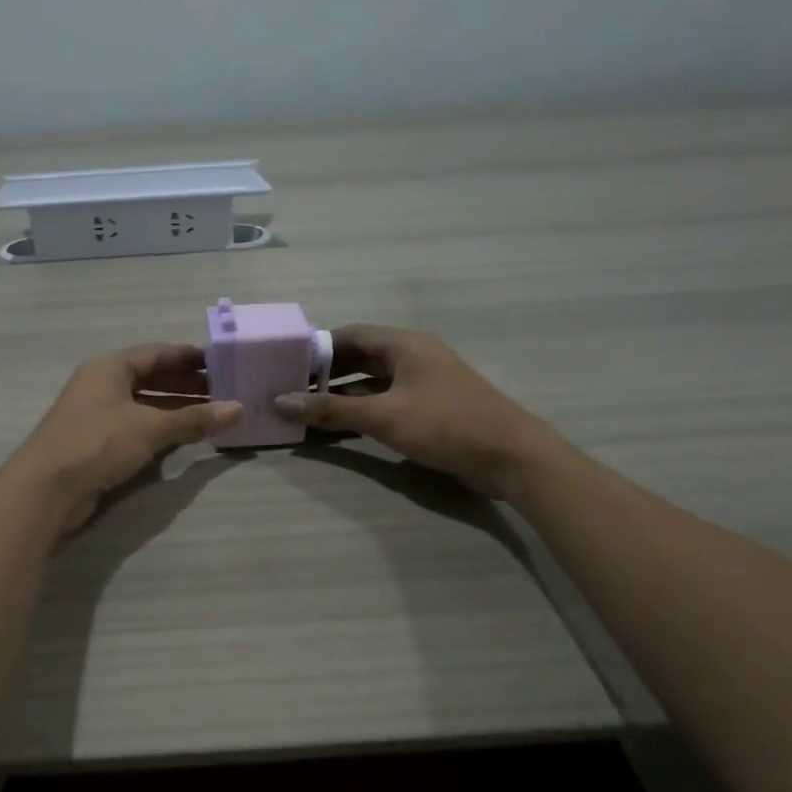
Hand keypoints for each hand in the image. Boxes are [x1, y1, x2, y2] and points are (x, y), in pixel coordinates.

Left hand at [6, 343, 242, 534]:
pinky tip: (183, 438)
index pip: (157, 353)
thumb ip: (194, 418)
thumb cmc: (98, 443)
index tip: (221, 363)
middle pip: (151, 378)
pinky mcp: (96, 443)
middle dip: (186, 384)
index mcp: (110, 368)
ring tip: (211, 415)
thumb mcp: (150, 427)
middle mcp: (101, 385)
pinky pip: (136, 427)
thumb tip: (237, 408)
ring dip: (175, 408)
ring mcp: (97, 415)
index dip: (189, 357)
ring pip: (144, 404)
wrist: (46, 489)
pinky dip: (160, 428)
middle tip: (223, 392)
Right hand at [272, 325, 565, 499]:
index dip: (317, 348)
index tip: (286, 365)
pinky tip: (341, 425)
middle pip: (360, 357)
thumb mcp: (383, 416)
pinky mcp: (431, 407)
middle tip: (291, 389)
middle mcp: (414, 355)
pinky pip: (387, 400)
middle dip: (326, 373)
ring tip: (307, 408)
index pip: (350, 335)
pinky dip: (363, 409)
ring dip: (343, 393)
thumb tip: (281, 402)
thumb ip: (331, 409)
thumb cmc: (445, 425)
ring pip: (373, 381)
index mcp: (404, 344)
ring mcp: (424, 382)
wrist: (510, 456)